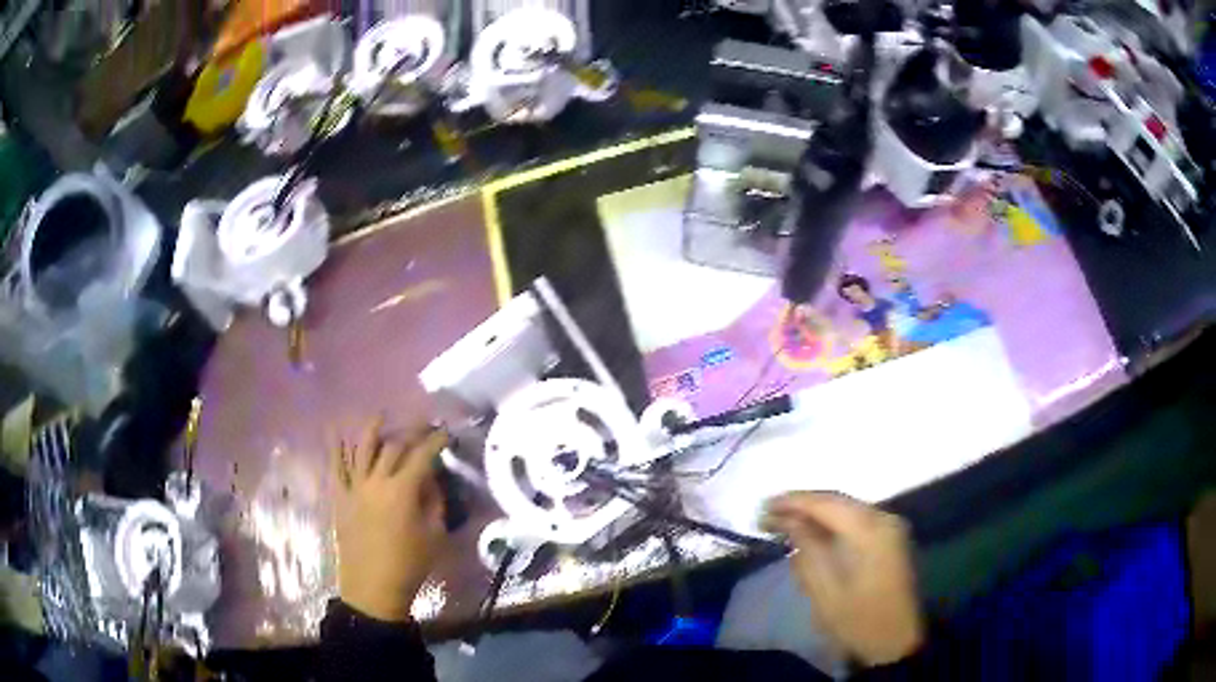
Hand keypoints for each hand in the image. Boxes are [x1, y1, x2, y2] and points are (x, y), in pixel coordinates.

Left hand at [330, 417, 448, 622]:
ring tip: (381, 415)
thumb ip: (433, 502)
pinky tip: (335, 430)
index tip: (446, 433)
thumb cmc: (409, 565)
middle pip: (393, 447)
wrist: (373, 588)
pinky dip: (335, 447)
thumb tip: (430, 480)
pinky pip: (336, 467)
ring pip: (362, 449)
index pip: (422, 456)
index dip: (436, 441)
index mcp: (402, 492)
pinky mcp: (341, 498)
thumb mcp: (434, 535)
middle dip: (411, 432)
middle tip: (423, 426)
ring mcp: (355, 488)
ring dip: (373, 429)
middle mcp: (377, 482)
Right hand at [764, 492, 923, 666]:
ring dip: (816, 513)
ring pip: (847, 509)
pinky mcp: (890, 539)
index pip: (827, 503)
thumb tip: (788, 521)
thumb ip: (807, 549)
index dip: (793, 502)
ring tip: (783, 521)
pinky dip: (831, 522)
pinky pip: (856, 520)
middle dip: (802, 505)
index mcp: (871, 531)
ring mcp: (890, 527)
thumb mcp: (825, 591)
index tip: (763, 507)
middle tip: (768, 513)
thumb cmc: (857, 621)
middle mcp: (884, 519)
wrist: (895, 642)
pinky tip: (811, 531)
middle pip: (838, 501)